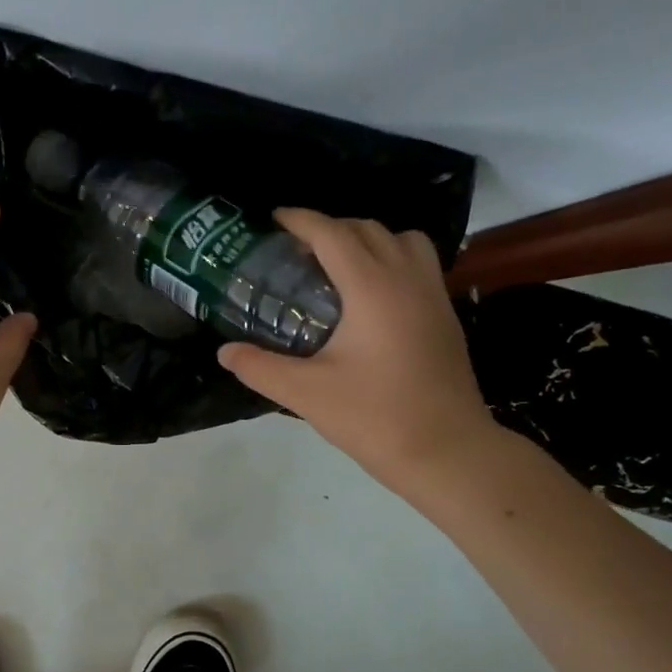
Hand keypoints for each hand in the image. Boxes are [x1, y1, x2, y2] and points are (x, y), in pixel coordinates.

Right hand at [216, 210, 499, 500]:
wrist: (447, 452)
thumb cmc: (374, 418)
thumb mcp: (306, 393)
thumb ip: (260, 368)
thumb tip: (225, 352)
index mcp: (373, 288)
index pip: (333, 234)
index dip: (301, 220)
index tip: (274, 219)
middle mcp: (407, 279)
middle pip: (368, 229)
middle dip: (330, 228)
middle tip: (296, 251)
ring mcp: (433, 296)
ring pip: (401, 240)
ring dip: (366, 240)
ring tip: (337, 267)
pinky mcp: (445, 316)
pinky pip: (417, 264)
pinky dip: (390, 260)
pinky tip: (367, 298)